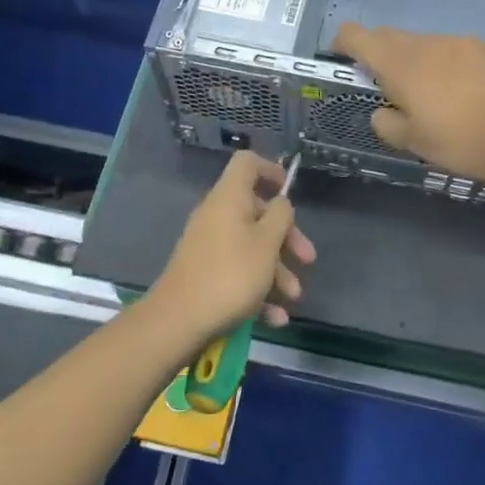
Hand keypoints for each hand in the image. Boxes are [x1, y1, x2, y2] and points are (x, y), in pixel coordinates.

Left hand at [151, 150, 314, 342]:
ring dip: (277, 270)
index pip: (247, 163)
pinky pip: (237, 272)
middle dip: (286, 237)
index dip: (270, 169)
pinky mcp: (205, 273)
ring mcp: (208, 245)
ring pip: (250, 247)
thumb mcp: (267, 243)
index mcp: (229, 198)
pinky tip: (275, 318)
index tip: (288, 189)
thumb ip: (280, 216)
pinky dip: (258, 290)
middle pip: (257, 212)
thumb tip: (280, 203)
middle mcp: (217, 215)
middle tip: (307, 259)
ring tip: (294, 298)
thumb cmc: (230, 274)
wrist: (177, 321)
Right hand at [333, 23, 484, 184]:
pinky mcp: (484, 48)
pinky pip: (451, 50)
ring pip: (423, 44)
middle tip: (386, 87)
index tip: (340, 57)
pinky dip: (445, 64)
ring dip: (415, 61)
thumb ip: (387, 123)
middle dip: (379, 55)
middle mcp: (424, 43)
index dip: (342, 42)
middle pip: (389, 37)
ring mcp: (457, 41)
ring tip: (430, 95)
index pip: (357, 36)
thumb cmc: (459, 139)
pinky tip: (461, 92)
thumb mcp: (413, 142)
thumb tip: (382, 112)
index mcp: (398, 63)